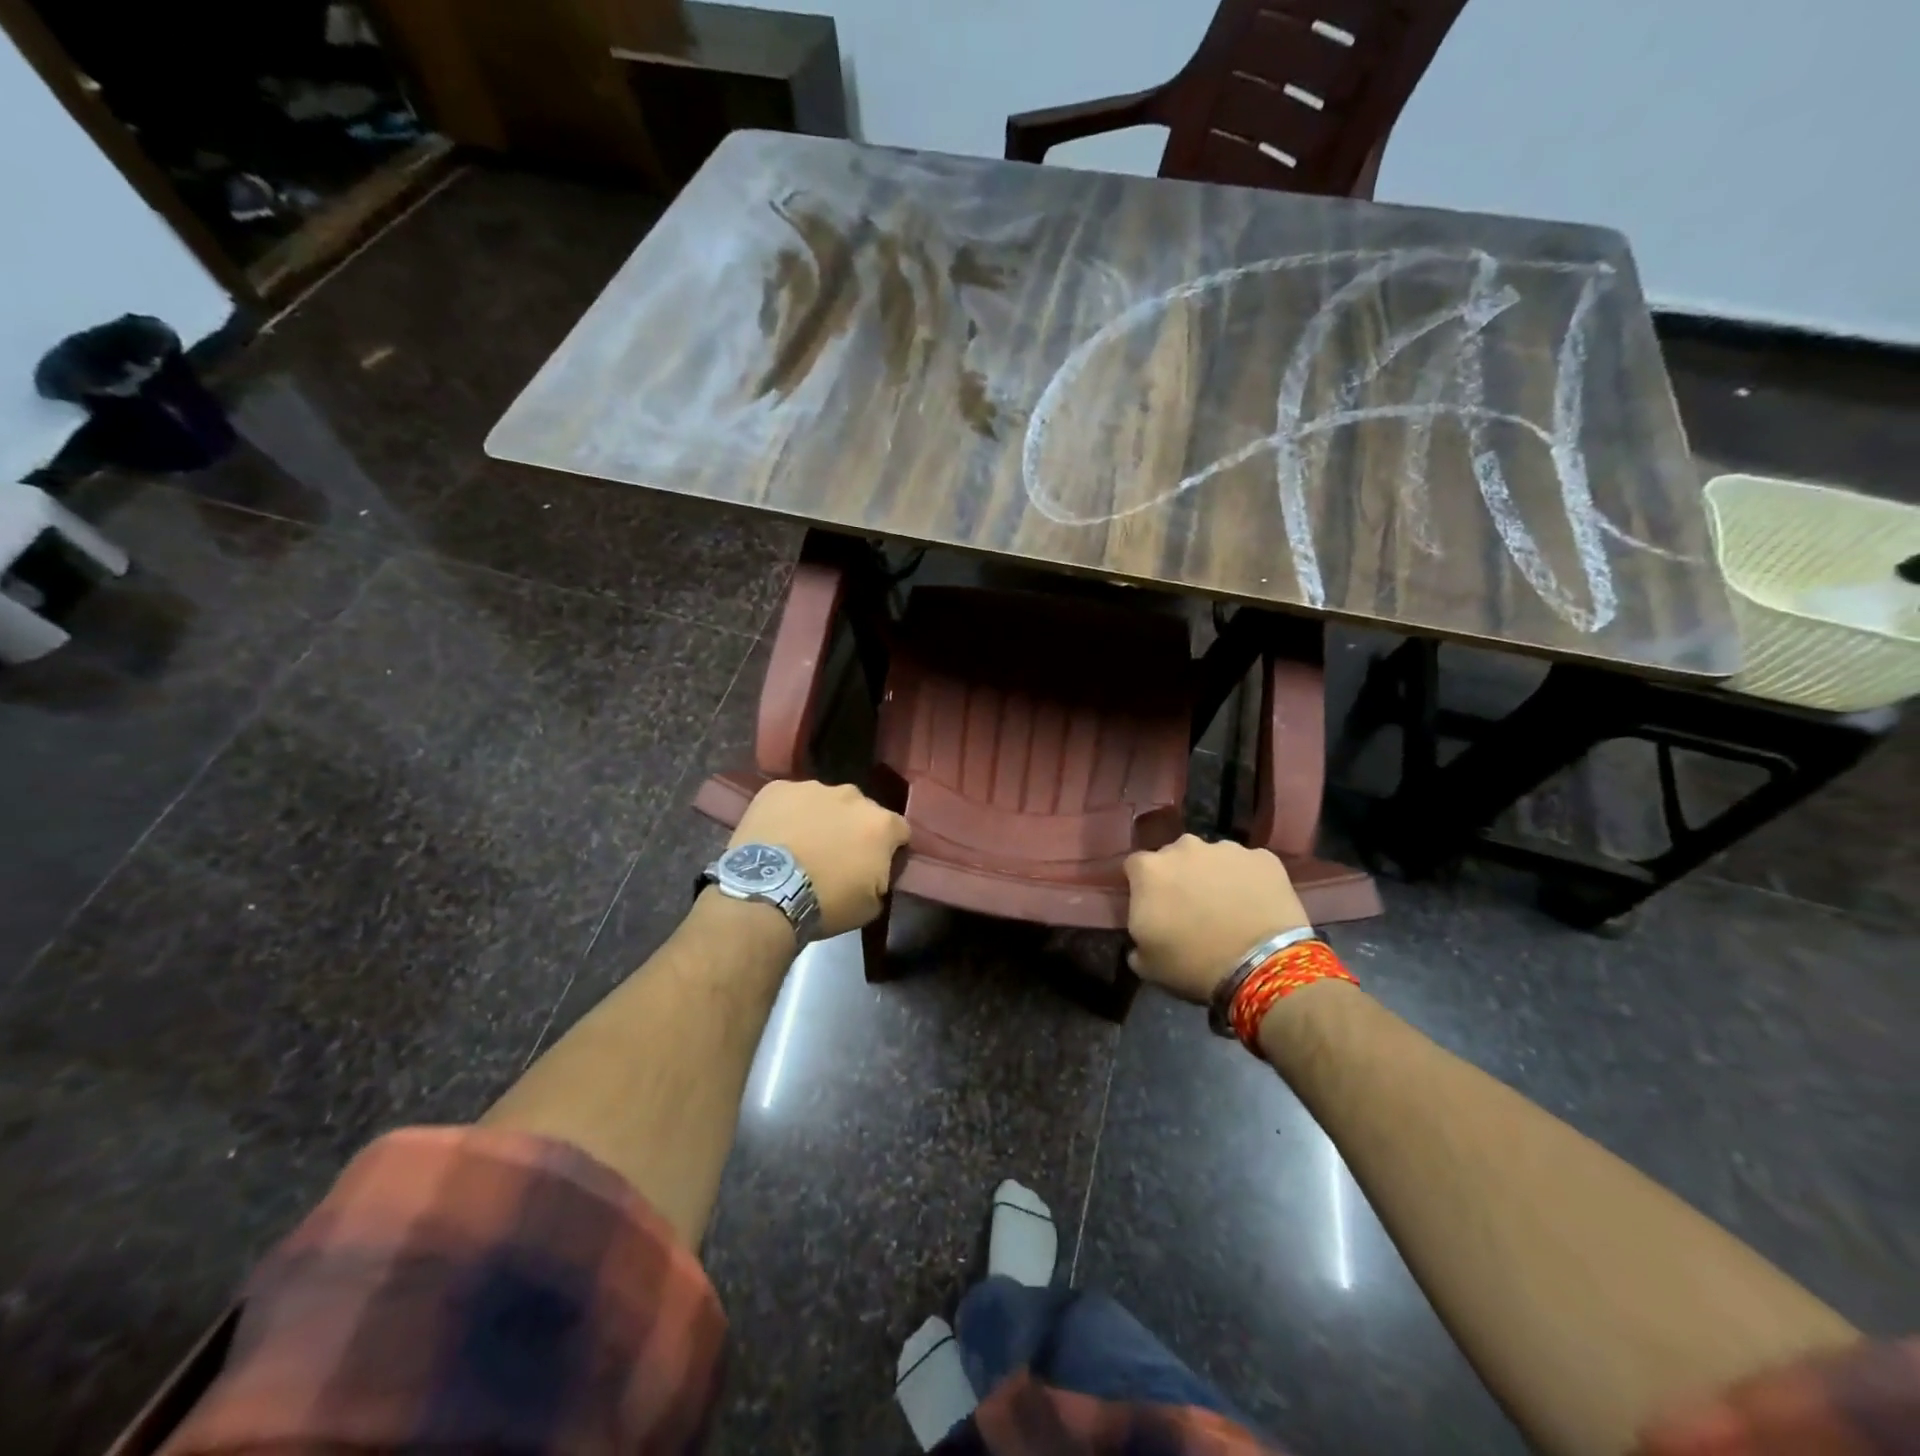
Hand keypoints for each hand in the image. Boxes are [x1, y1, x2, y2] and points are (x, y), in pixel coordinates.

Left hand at [731, 780, 909, 937]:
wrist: (766, 893)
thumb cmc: (826, 903)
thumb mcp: (871, 905)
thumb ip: (882, 878)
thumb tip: (875, 871)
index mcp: (881, 823)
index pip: (899, 830)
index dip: (890, 848)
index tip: (876, 866)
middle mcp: (852, 796)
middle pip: (861, 810)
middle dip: (854, 828)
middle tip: (836, 856)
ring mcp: (813, 788)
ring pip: (825, 801)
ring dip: (821, 818)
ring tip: (802, 845)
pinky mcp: (777, 788)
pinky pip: (790, 799)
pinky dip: (788, 814)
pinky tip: (777, 837)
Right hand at [1124, 835, 1310, 1002]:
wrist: (1263, 966)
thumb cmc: (1194, 964)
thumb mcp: (1146, 963)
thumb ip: (1136, 939)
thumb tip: (1142, 938)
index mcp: (1149, 869)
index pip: (1135, 867)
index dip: (1142, 887)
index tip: (1151, 907)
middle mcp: (1184, 847)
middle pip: (1174, 856)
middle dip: (1178, 876)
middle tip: (1189, 908)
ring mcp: (1227, 849)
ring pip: (1212, 858)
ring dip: (1213, 875)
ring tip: (1226, 907)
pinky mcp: (1263, 858)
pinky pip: (1248, 865)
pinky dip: (1248, 880)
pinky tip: (1255, 905)